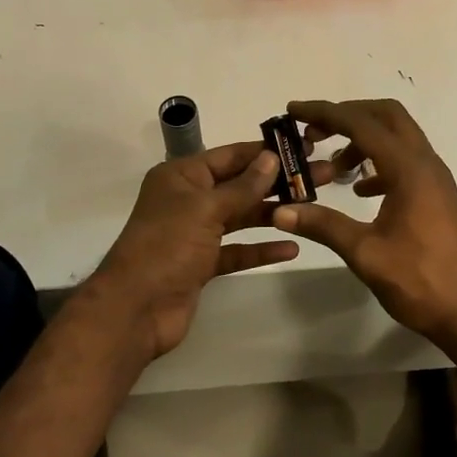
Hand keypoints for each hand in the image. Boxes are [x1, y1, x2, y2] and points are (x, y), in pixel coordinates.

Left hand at [89, 141, 331, 359]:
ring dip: (273, 213)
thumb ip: (242, 187)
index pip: (230, 156)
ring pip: (241, 217)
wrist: (135, 309)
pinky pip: (237, 250)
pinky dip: (260, 249)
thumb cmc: (167, 246)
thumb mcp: (206, 209)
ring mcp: (195, 233)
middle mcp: (188, 199)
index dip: (265, 151)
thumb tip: (271, 157)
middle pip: (239, 185)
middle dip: (277, 182)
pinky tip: (291, 247)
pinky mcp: (202, 264)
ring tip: (312, 208)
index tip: (302, 147)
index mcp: (181, 176)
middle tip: (322, 176)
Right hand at [270, 99, 456, 347]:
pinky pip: (406, 162)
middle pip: (386, 116)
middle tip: (314, 132)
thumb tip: (280, 210)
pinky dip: (379, 163)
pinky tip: (361, 192)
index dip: (325, 113)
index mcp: (409, 169)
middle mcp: (426, 163)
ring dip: (364, 140)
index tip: (293, 110)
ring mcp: (436, 178)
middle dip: (348, 116)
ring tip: (333, 168)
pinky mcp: (438, 195)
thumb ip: (324, 226)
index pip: (361, 124)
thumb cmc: (420, 281)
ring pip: (398, 138)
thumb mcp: (365, 254)